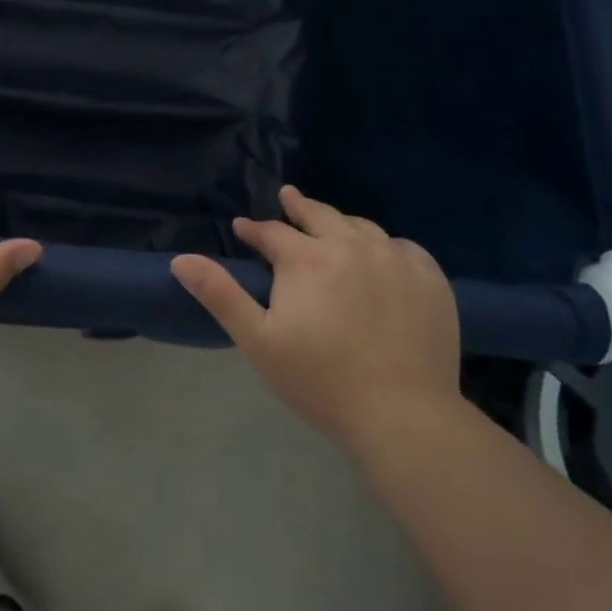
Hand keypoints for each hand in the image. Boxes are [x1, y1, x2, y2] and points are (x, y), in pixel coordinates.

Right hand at [170, 186, 461, 446]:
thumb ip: (221, 295)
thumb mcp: (258, 341)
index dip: (254, 229)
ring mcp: (396, 259)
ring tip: (332, 224)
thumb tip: (181, 259)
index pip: (273, 233)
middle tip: (288, 197)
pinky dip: (384, 244)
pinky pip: (403, 247)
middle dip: (298, 206)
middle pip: (320, 215)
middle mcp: (352, 246)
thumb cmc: (320, 381)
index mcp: (308, 259)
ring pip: (362, 227)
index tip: (243, 227)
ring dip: (340, 223)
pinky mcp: (430, 278)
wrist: (402, 414)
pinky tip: (382, 254)